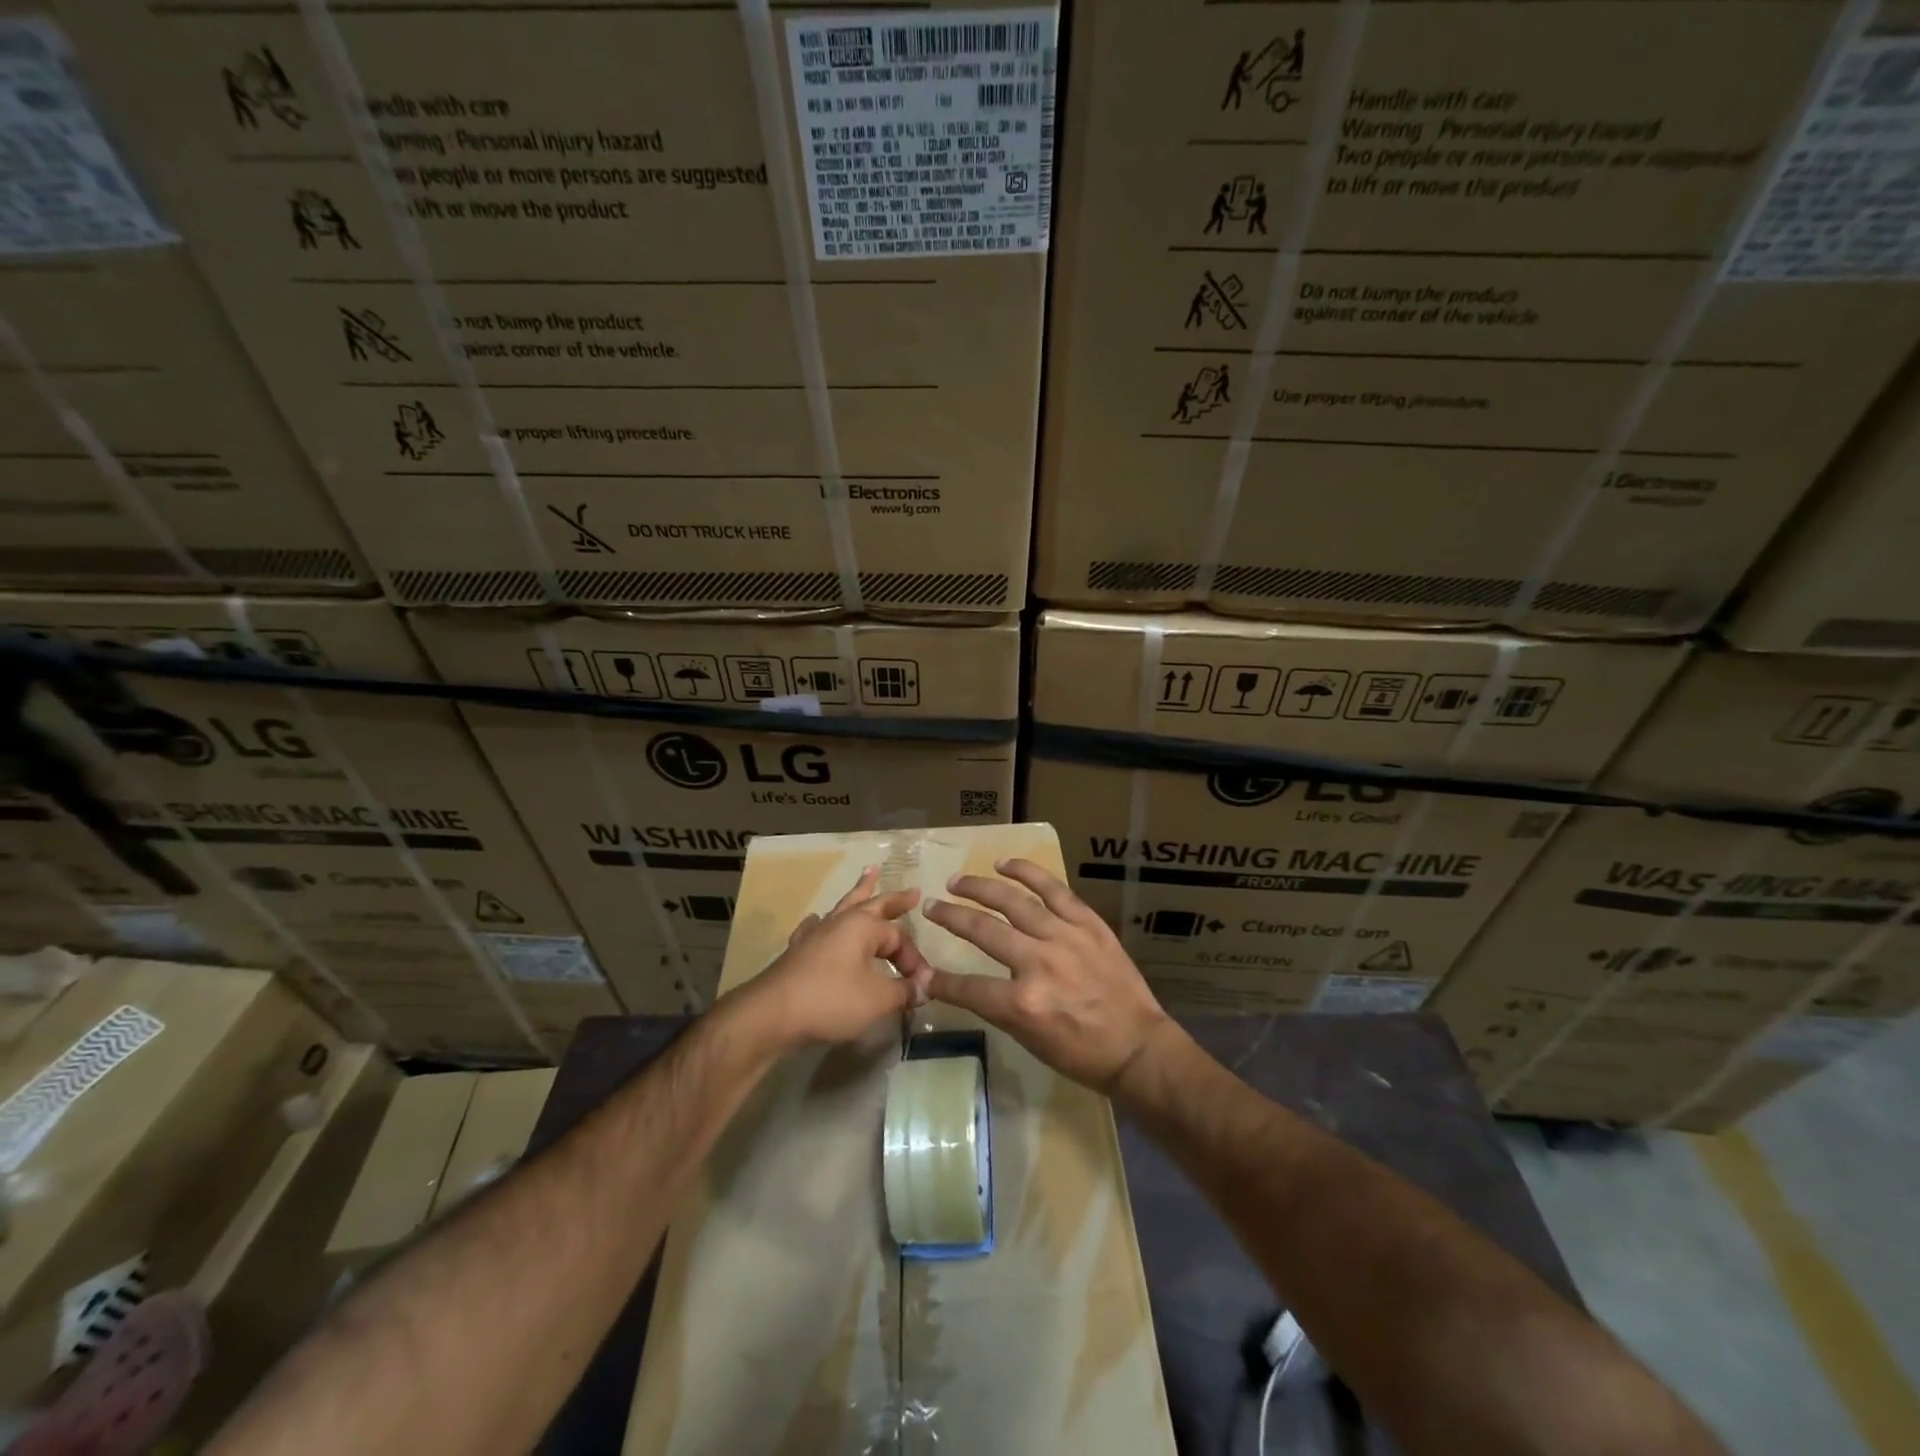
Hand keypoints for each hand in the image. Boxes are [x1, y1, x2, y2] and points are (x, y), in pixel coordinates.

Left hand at [738, 866, 932, 1051]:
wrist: (772, 1015)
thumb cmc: (830, 1000)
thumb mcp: (878, 999)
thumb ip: (904, 991)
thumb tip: (924, 987)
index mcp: (863, 926)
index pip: (899, 938)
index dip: (913, 961)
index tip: (921, 987)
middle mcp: (840, 922)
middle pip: (873, 904)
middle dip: (895, 899)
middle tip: (913, 892)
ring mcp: (816, 934)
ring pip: (843, 907)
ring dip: (859, 892)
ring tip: (869, 873)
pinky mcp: (798, 951)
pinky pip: (814, 928)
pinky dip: (821, 922)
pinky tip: (816, 920)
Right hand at [922, 859, 1171, 1091]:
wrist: (1137, 1047)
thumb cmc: (1081, 1053)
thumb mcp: (1029, 1040)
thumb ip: (995, 1006)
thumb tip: (960, 988)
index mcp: (1022, 1003)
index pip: (967, 987)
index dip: (940, 982)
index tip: (923, 973)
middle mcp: (1039, 963)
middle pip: (983, 930)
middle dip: (951, 917)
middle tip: (931, 906)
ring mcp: (1065, 938)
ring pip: (1014, 902)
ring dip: (981, 888)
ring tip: (957, 881)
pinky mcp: (1088, 924)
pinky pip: (1053, 890)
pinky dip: (1028, 874)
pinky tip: (1005, 864)